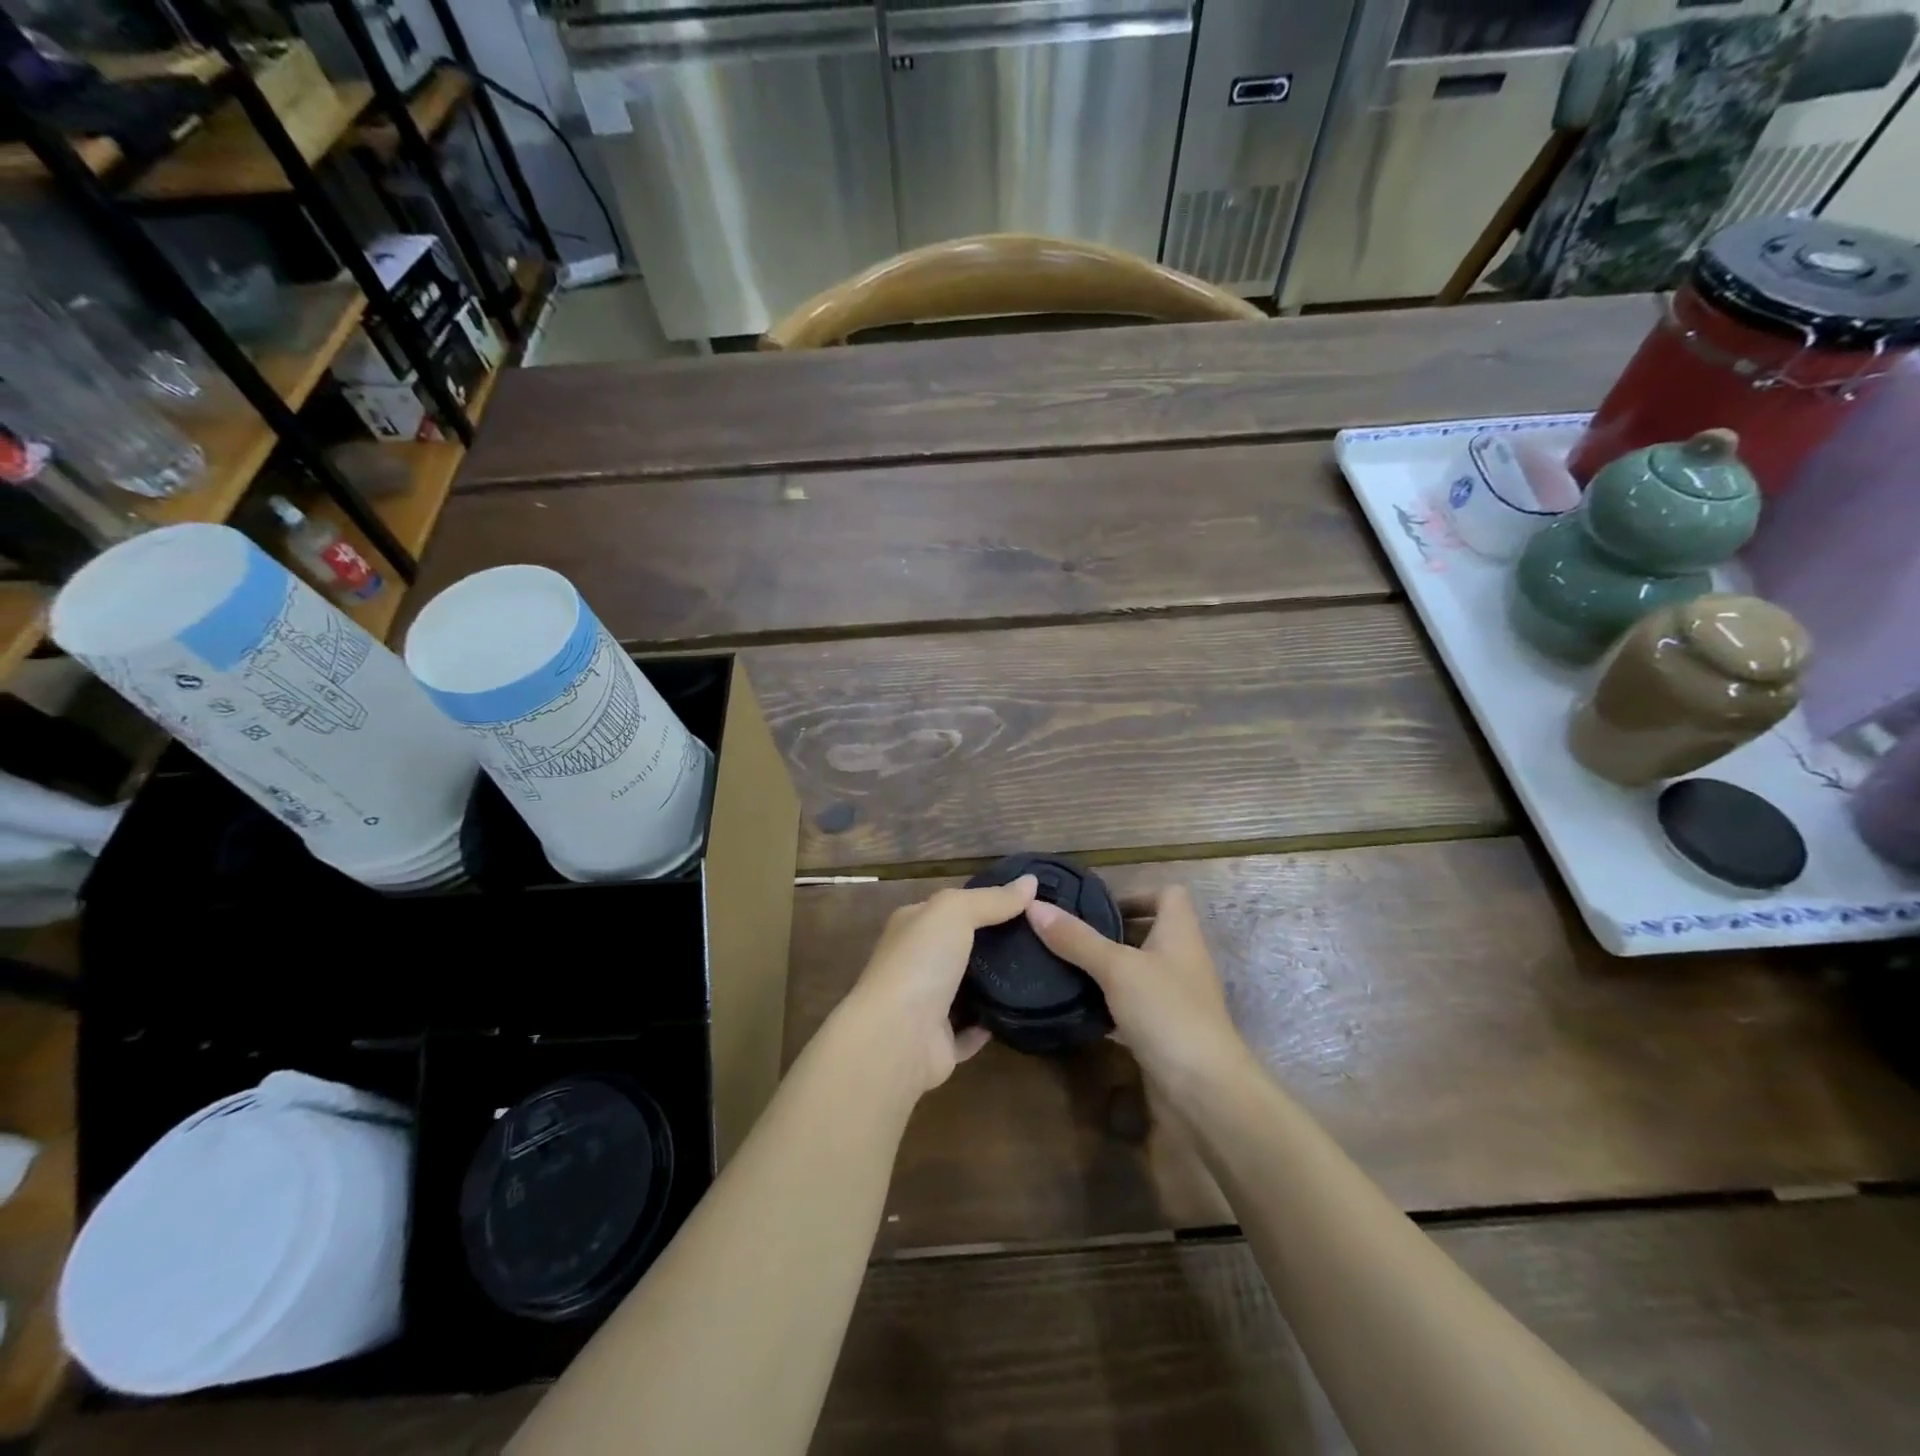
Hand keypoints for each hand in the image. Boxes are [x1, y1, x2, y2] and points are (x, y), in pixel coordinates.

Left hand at [839, 875, 1038, 1095]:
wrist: (897, 1037)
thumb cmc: (920, 962)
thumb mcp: (954, 912)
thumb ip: (992, 898)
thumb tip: (1031, 881)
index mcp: (913, 927)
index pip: (951, 908)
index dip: (987, 901)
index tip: (1030, 902)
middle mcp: (916, 963)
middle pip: (961, 948)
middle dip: (996, 944)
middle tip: (1042, 938)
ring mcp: (926, 1005)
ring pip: (967, 990)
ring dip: (995, 984)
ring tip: (1040, 972)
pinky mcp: (939, 1044)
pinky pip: (971, 1031)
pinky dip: (990, 1024)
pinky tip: (1021, 1013)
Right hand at [1026, 884, 1250, 1098]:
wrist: (1204, 1092)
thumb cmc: (1166, 1012)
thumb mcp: (1116, 968)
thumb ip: (1076, 939)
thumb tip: (1034, 905)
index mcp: (1180, 934)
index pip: (1168, 895)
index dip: (1136, 893)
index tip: (1096, 905)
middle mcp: (1181, 961)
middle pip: (1148, 932)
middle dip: (1109, 931)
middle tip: (1066, 934)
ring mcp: (1175, 999)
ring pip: (1138, 971)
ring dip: (1106, 968)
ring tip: (1064, 965)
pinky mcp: (1164, 1032)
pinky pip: (1133, 1006)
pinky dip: (1109, 1003)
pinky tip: (1078, 1007)